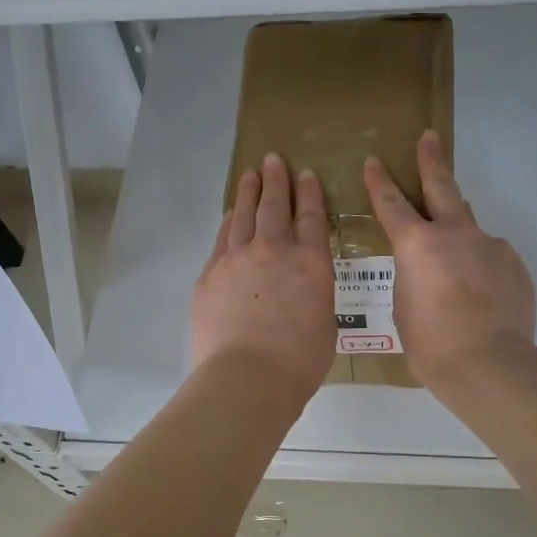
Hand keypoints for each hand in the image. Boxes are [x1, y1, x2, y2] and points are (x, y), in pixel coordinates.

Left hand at [192, 152, 335, 407]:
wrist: (247, 377)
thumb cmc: (298, 362)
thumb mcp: (325, 324)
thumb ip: (315, 296)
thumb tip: (302, 290)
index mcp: (311, 263)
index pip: (312, 217)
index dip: (309, 192)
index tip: (306, 174)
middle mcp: (275, 251)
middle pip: (275, 206)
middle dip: (277, 180)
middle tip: (274, 160)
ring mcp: (238, 259)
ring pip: (245, 215)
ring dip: (250, 192)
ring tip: (251, 174)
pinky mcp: (211, 273)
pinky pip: (223, 237)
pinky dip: (230, 221)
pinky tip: (231, 213)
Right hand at [364, 130, 536, 386]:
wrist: (488, 362)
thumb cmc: (431, 342)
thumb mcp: (404, 306)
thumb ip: (413, 277)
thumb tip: (430, 269)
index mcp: (417, 245)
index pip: (391, 205)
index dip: (379, 182)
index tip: (374, 161)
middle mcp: (455, 234)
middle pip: (442, 187)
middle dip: (432, 161)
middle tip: (430, 138)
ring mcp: (490, 246)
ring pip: (470, 228)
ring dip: (459, 234)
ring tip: (454, 261)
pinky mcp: (513, 265)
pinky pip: (491, 259)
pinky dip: (480, 269)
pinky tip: (479, 296)